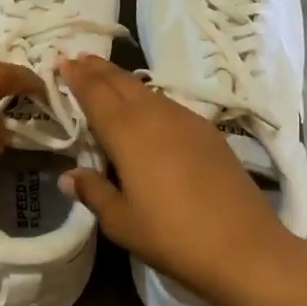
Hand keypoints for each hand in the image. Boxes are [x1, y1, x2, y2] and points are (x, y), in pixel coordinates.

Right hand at [59, 55, 292, 305]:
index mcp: (127, 133)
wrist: (244, 247)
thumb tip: (68, 176)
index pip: (96, 94)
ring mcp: (186, 121)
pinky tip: (146, 109)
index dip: (77, 77)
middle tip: (80, 59)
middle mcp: (156, 116)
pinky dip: (148, 98)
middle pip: (122, 83)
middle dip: (99, 70)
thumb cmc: (172, 236)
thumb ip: (94, 192)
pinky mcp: (208, 133)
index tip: (62, 62)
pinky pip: (168, 104)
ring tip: (107, 78)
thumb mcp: (121, 222)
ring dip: (123, 81)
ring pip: (147, 91)